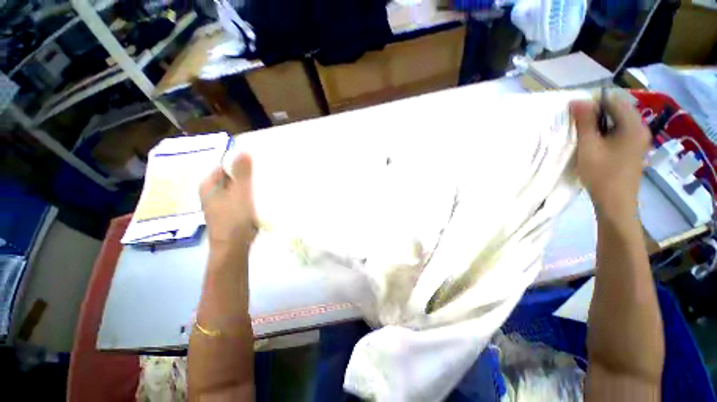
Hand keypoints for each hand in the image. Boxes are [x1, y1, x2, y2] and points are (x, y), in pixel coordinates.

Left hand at [199, 153, 256, 252]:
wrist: (233, 246)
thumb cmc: (233, 219)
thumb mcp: (239, 193)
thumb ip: (242, 173)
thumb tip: (244, 151)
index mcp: (209, 184)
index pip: (224, 165)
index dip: (239, 161)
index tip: (257, 159)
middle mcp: (213, 192)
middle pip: (232, 176)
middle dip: (247, 173)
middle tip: (264, 169)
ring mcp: (222, 202)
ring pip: (238, 187)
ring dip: (250, 184)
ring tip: (266, 180)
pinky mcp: (232, 211)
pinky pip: (242, 197)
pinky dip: (250, 194)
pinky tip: (262, 194)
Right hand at [570, 97, 650, 220]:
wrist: (616, 203)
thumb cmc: (602, 174)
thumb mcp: (589, 146)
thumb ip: (584, 122)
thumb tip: (576, 100)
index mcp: (633, 124)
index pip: (613, 100)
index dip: (592, 103)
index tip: (574, 113)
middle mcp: (640, 128)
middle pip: (616, 110)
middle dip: (595, 113)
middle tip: (576, 125)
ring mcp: (638, 139)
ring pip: (616, 121)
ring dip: (598, 124)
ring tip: (582, 135)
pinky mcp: (633, 149)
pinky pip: (618, 132)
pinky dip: (604, 133)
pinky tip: (593, 144)